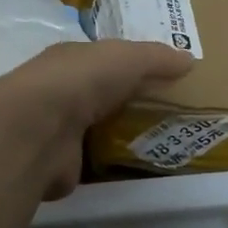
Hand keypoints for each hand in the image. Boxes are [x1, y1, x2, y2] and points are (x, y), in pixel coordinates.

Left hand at [0, 39, 194, 197]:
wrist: (38, 131)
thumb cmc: (82, 81)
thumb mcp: (127, 58)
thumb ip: (156, 58)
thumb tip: (189, 59)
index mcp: (70, 60)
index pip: (101, 60)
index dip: (127, 65)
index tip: (157, 76)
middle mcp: (58, 92)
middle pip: (97, 95)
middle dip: (122, 101)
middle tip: (163, 112)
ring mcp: (55, 130)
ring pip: (92, 129)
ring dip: (113, 135)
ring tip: (155, 142)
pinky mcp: (59, 165)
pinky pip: (90, 163)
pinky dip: (106, 166)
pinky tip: (132, 169)